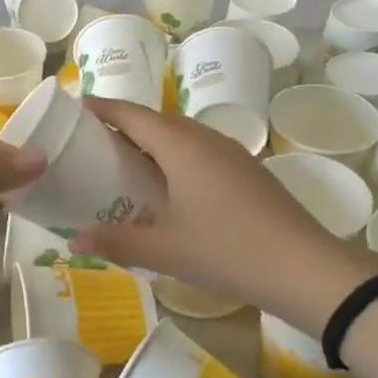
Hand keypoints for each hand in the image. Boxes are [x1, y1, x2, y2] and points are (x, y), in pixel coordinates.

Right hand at [69, 98, 377, 335]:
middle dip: (120, 125)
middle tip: (88, 144)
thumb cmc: (227, 250)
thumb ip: (115, 242)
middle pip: (154, 120)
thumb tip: (72, 240)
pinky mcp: (246, 169)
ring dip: (149, 141)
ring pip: (179, 134)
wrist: (306, 269)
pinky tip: (166, 186)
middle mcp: (204, 137)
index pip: (130, 113)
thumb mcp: (164, 250)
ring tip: (122, 164)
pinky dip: (172, 156)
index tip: (71, 112)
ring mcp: (230, 152)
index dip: (100, 108)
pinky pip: (198, 150)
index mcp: (180, 144)